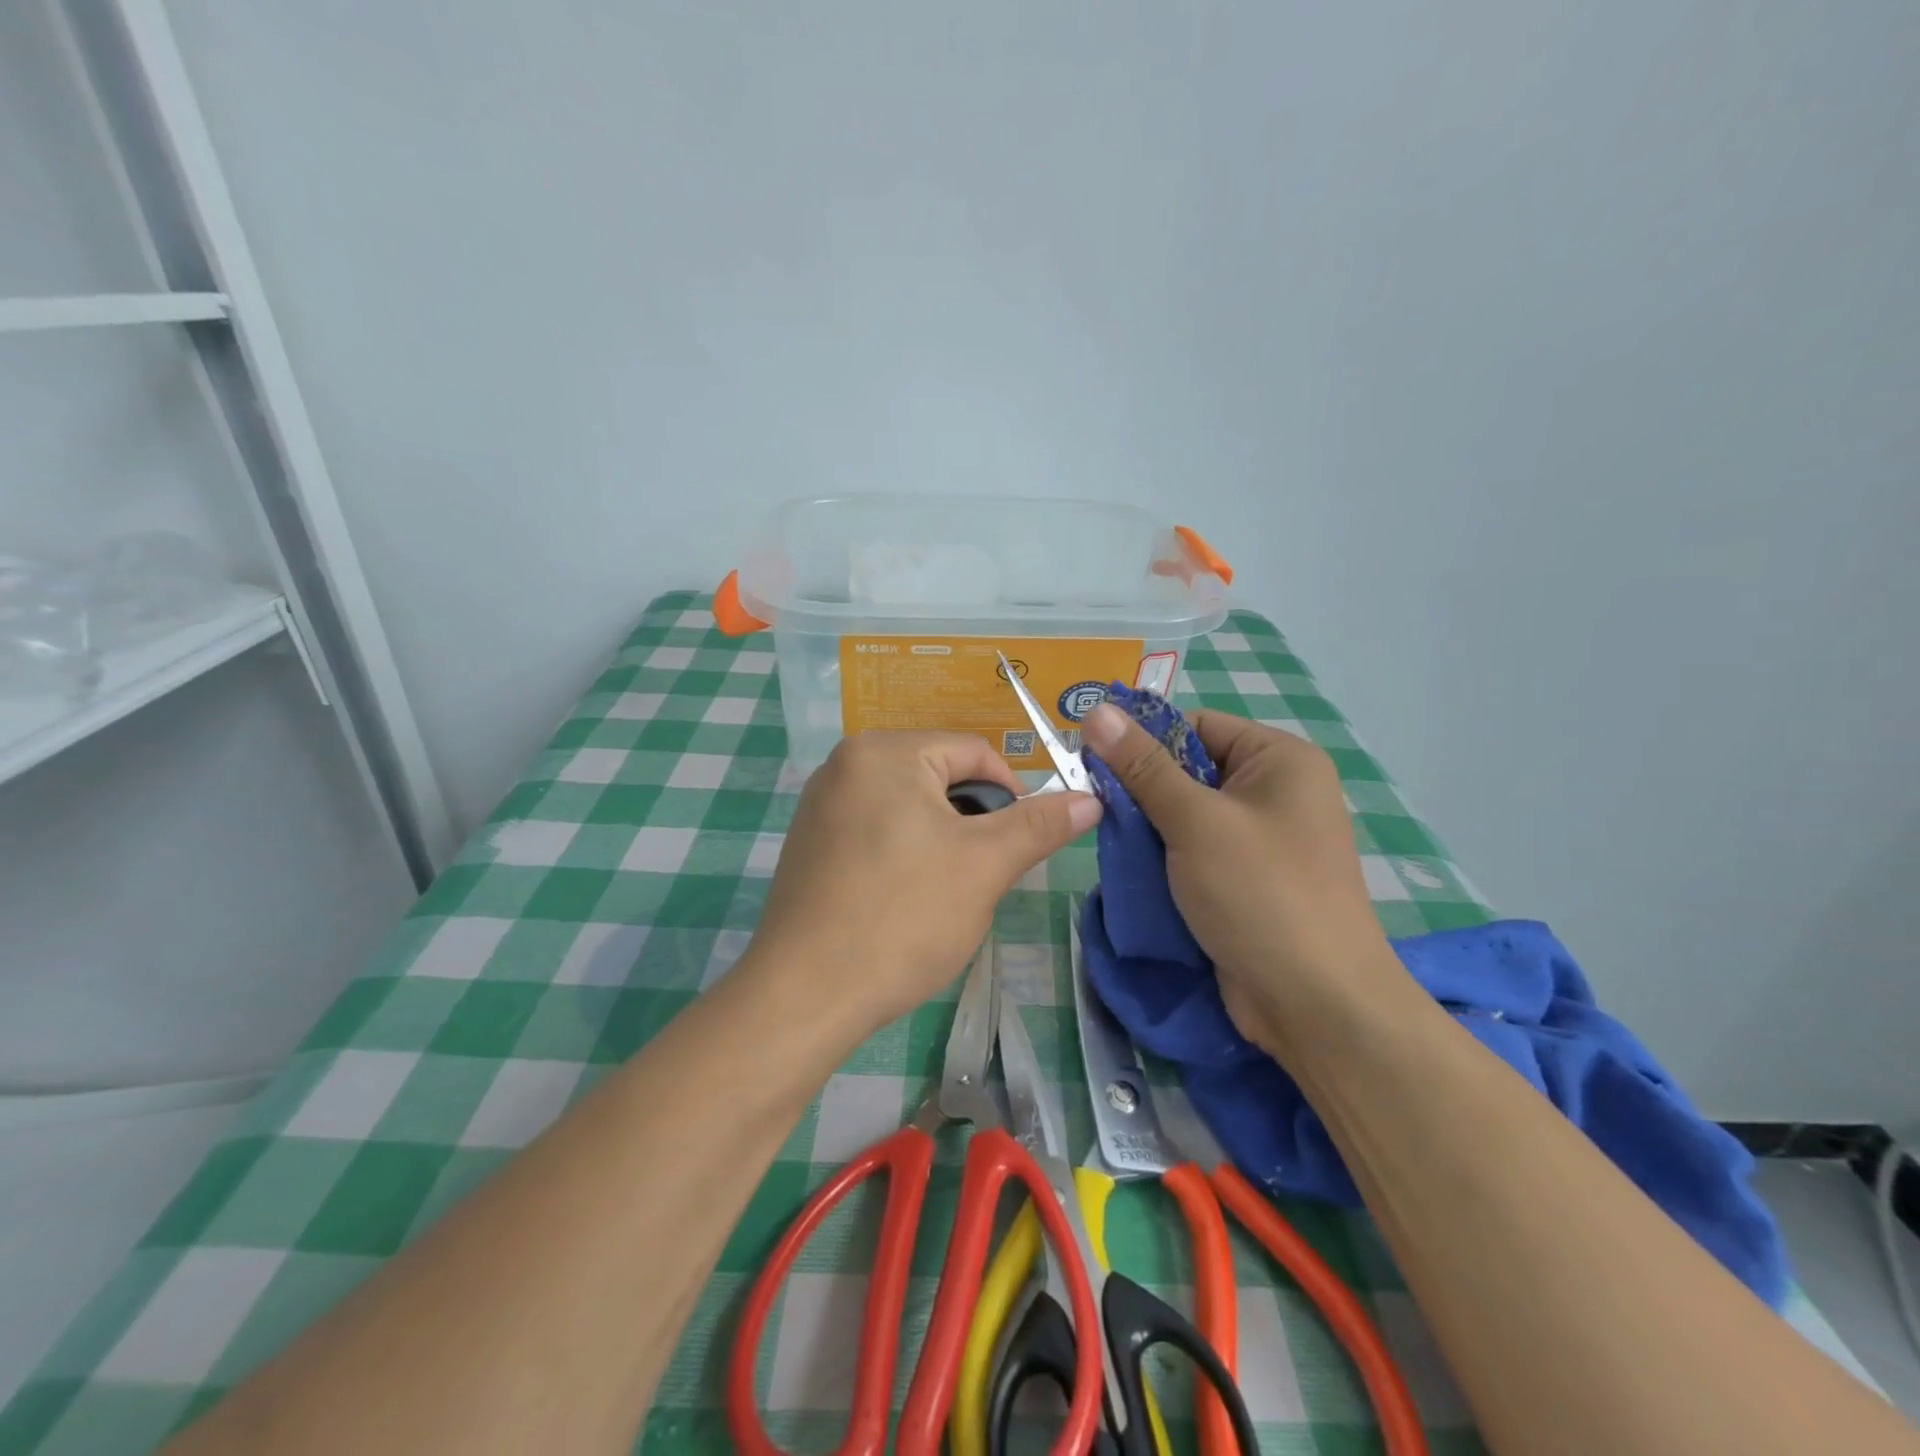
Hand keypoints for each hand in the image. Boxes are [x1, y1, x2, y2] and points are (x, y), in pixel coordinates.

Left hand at [748, 732, 1101, 1035]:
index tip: (1019, 846)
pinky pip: (877, 829)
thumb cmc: (901, 918)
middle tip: (978, 877)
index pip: (974, 752)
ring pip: (911, 807)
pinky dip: (903, 854)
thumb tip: (1090, 798)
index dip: (1011, 795)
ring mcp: (822, 803)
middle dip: (972, 823)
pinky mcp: (810, 841)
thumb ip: (1039, 825)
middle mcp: (845, 763)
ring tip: (941, 895)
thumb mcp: (983, 866)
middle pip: (940, 777)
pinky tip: (902, 900)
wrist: (804, 995)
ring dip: (941, 842)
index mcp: (884, 752)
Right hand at [1080, 703, 1409, 1057]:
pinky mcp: (1245, 880)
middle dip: (1141, 790)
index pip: (1196, 726)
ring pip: (1184, 814)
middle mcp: (1275, 791)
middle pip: (1187, 770)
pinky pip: (1193, 851)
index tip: (1091, 761)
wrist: (1316, 1006)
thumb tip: (1096, 711)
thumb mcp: (1195, 821)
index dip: (1143, 739)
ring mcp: (1262, 840)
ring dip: (1147, 828)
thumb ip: (1142, 766)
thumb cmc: (1261, 894)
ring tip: (1110, 842)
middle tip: (1095, 806)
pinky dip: (1162, 858)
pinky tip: (1133, 871)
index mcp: (1279, 760)